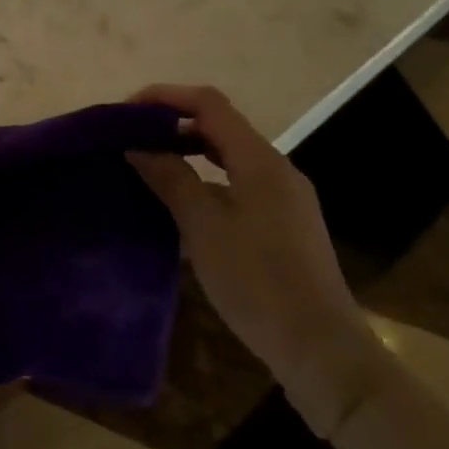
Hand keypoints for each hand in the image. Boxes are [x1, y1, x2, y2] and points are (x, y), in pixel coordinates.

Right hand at [126, 85, 388, 435]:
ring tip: (149, 165)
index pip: (209, 104)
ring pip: (229, 156)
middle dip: (173, 123)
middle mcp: (277, 169)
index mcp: (260, 160)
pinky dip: (206, 178)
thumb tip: (137, 146)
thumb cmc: (257, 281)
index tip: (126, 112)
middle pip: (220, 126)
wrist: (321, 351)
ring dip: (188, 151)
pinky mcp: (284, 224)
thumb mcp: (203, 226)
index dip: (166, 97)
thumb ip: (170, 178)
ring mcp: (284, 198)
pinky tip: (183, 203)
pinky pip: (238, 182)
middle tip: (131, 138)